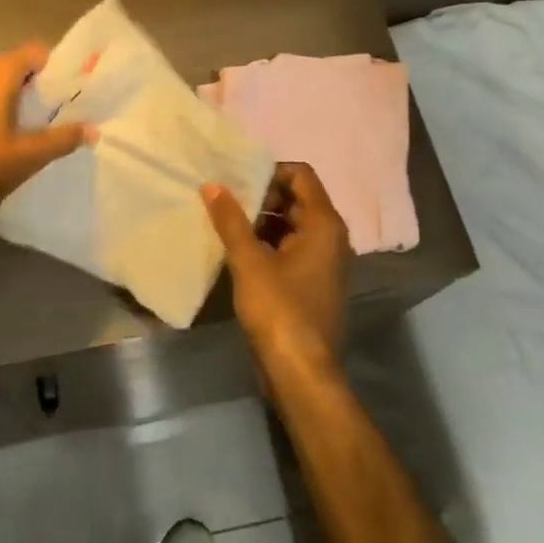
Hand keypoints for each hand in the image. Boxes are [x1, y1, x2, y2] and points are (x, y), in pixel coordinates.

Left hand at [0, 45, 91, 220]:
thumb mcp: (30, 155)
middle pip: (15, 69)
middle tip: (59, 113)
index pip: (35, 53)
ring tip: (34, 129)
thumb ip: (63, 139)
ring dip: (15, 102)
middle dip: (38, 87)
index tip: (73, 91)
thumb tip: (93, 130)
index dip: (56, 68)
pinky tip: (3, 141)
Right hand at [202, 162, 349, 370]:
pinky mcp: (312, 283)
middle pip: (297, 199)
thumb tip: (212, 185)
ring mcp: (324, 262)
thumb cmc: (279, 310)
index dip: (270, 171)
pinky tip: (238, 252)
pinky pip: (291, 249)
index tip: (237, 181)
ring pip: (292, 225)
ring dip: (262, 221)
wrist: (300, 371)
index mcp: (324, 224)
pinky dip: (268, 244)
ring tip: (225, 223)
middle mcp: (331, 237)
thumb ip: (230, 220)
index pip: (301, 175)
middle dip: (261, 196)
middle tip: (224, 201)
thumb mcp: (249, 262)